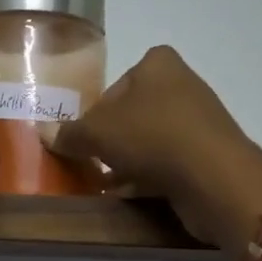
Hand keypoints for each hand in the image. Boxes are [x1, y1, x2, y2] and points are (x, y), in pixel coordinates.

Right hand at [48, 46, 261, 249]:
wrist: (215, 177)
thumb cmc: (152, 137)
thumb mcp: (97, 133)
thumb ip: (70, 133)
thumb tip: (46, 134)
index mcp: (158, 64)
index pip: (114, 86)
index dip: (95, 114)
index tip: (84, 140)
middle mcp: (183, 84)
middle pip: (131, 115)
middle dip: (111, 140)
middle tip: (91, 163)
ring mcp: (200, 121)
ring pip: (150, 141)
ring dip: (128, 162)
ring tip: (107, 185)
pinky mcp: (209, 154)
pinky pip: (168, 163)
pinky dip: (148, 177)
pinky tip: (130, 196)